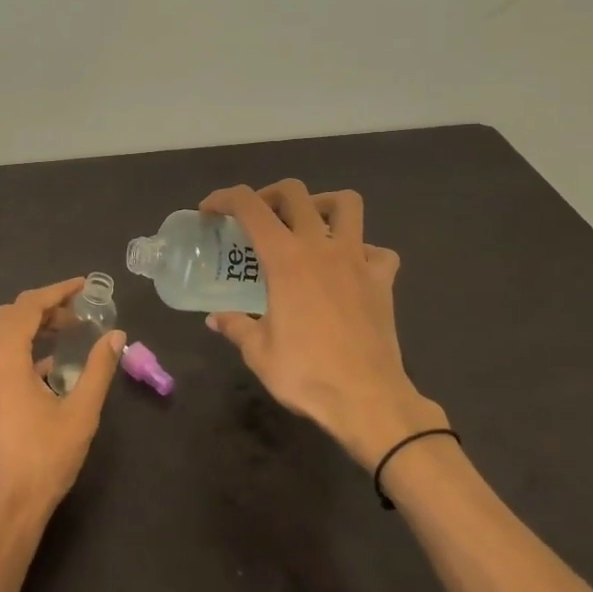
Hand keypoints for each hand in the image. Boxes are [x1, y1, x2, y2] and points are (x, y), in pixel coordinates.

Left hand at [0, 278, 125, 538]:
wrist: (0, 515)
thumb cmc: (42, 461)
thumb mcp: (80, 413)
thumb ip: (99, 369)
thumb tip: (116, 335)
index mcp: (2, 358)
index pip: (27, 306)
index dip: (57, 291)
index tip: (84, 286)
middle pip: (9, 317)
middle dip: (43, 308)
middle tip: (77, 314)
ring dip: (29, 329)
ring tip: (64, 337)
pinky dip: (17, 351)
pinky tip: (43, 372)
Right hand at [201, 181, 446, 468]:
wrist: (367, 399)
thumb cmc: (306, 373)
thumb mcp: (258, 352)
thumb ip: (235, 326)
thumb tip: (215, 319)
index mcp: (285, 259)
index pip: (249, 206)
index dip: (224, 198)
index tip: (209, 211)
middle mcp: (321, 247)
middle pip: (295, 192)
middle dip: (269, 195)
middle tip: (258, 218)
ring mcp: (357, 259)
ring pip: (346, 204)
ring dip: (322, 205)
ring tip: (308, 226)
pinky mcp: (382, 280)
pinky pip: (377, 250)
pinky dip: (362, 251)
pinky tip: (348, 269)